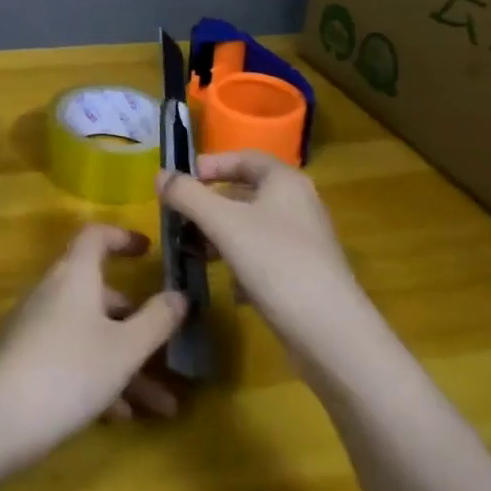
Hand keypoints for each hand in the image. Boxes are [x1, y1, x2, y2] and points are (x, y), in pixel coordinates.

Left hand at [0, 225, 187, 468]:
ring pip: (92, 333)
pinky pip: (73, 357)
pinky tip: (123, 416)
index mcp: (75, 274)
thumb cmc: (69, 371)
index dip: (123, 237)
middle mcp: (54, 291)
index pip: (96, 236)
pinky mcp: (27, 359)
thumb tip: (180, 294)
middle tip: (169, 347)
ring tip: (162, 405)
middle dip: (138, 321)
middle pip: (100, 293)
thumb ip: (157, 320)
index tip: (149, 251)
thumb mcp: (124, 349)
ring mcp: (37, 326)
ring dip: (127, 362)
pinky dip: (100, 377)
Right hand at [157, 151, 370, 358]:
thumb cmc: (275, 263)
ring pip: (252, 226)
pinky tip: (229, 285)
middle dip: (210, 203)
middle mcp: (298, 204)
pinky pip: (264, 256)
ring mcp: (304, 241)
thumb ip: (188, 196)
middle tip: (180, 217)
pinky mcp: (304, 274)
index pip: (244, 157)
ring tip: (195, 251)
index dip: (210, 165)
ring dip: (221, 235)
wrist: (330, 333)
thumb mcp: (223, 223)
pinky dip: (241, 263)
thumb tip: (160, 175)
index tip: (180, 181)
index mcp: (285, 181)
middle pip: (246, 192)